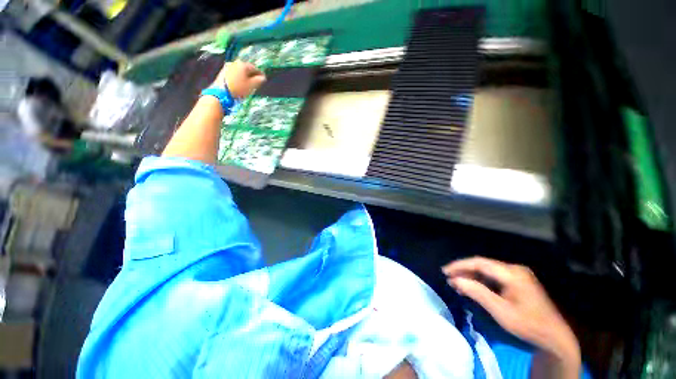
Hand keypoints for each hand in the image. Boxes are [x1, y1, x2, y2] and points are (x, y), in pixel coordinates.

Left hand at [212, 60, 265, 98]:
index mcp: (243, 65)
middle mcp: (235, 63)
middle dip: (252, 74)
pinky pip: (234, 73)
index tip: (263, 79)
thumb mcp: (252, 85)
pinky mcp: (223, 71)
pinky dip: (239, 77)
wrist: (221, 92)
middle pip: (247, 68)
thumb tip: (263, 77)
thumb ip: (259, 80)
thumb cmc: (239, 88)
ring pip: (240, 71)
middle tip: (256, 81)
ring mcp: (228, 66)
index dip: (260, 74)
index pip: (255, 68)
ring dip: (245, 76)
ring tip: (248, 83)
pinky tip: (240, 83)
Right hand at [442, 258, 580, 368]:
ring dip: (472, 276)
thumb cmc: (528, 324)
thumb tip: (455, 280)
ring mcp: (518, 275)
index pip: (479, 263)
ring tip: (458, 283)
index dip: (460, 265)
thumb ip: (477, 292)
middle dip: (464, 271)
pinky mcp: (518, 282)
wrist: (555, 337)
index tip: (445, 271)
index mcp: (512, 273)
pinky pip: (494, 277)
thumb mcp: (500, 310)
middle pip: (483, 265)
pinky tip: (473, 287)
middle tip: (449, 278)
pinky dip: (481, 281)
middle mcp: (514, 269)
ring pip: (488, 271)